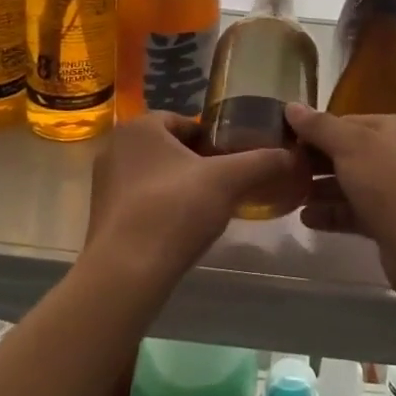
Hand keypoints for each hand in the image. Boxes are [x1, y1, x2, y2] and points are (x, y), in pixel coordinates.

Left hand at [82, 113, 304, 292]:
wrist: (126, 272)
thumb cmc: (174, 210)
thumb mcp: (228, 180)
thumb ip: (262, 162)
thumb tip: (294, 156)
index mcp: (140, 126)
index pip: (186, 122)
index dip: (214, 141)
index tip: (233, 162)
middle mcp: (117, 146)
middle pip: (170, 148)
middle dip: (198, 164)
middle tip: (225, 186)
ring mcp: (104, 182)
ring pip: (156, 174)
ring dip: (180, 186)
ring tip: (206, 209)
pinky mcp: (102, 214)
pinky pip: (141, 200)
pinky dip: (162, 207)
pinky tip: (180, 229)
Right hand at [287, 104, 395, 293]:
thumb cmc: (391, 183)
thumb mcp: (351, 145)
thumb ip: (319, 126)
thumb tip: (291, 106)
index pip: (350, 122)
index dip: (318, 130)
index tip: (287, 141)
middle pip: (350, 153)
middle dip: (317, 162)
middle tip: (284, 169)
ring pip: (352, 185)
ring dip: (321, 189)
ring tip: (289, 195)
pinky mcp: (392, 224)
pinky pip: (356, 213)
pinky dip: (332, 213)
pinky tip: (306, 218)